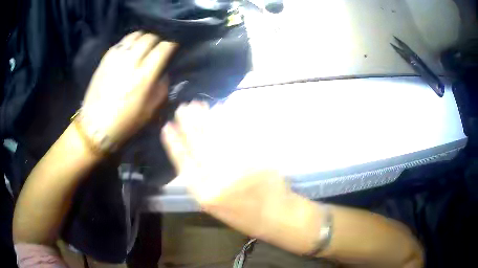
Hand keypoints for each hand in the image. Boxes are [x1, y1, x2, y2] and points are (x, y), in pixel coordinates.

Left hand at [80, 31, 176, 147]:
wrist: (95, 125)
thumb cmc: (124, 121)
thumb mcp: (150, 111)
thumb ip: (161, 89)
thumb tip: (163, 74)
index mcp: (144, 76)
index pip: (163, 49)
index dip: (171, 45)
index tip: (172, 48)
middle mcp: (131, 62)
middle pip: (149, 37)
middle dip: (157, 40)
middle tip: (157, 47)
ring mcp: (116, 58)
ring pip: (135, 35)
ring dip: (142, 38)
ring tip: (143, 46)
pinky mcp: (105, 59)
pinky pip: (121, 42)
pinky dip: (128, 43)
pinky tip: (128, 50)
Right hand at [160, 102, 300, 239]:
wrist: (274, 215)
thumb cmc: (241, 214)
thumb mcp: (213, 205)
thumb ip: (199, 181)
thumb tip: (189, 152)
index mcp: (203, 193)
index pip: (182, 162)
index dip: (173, 142)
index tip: (167, 127)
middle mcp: (217, 178)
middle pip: (197, 145)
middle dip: (188, 124)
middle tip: (182, 108)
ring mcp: (238, 165)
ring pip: (215, 137)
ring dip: (204, 118)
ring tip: (196, 105)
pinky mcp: (255, 156)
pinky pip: (238, 134)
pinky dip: (227, 120)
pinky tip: (220, 109)